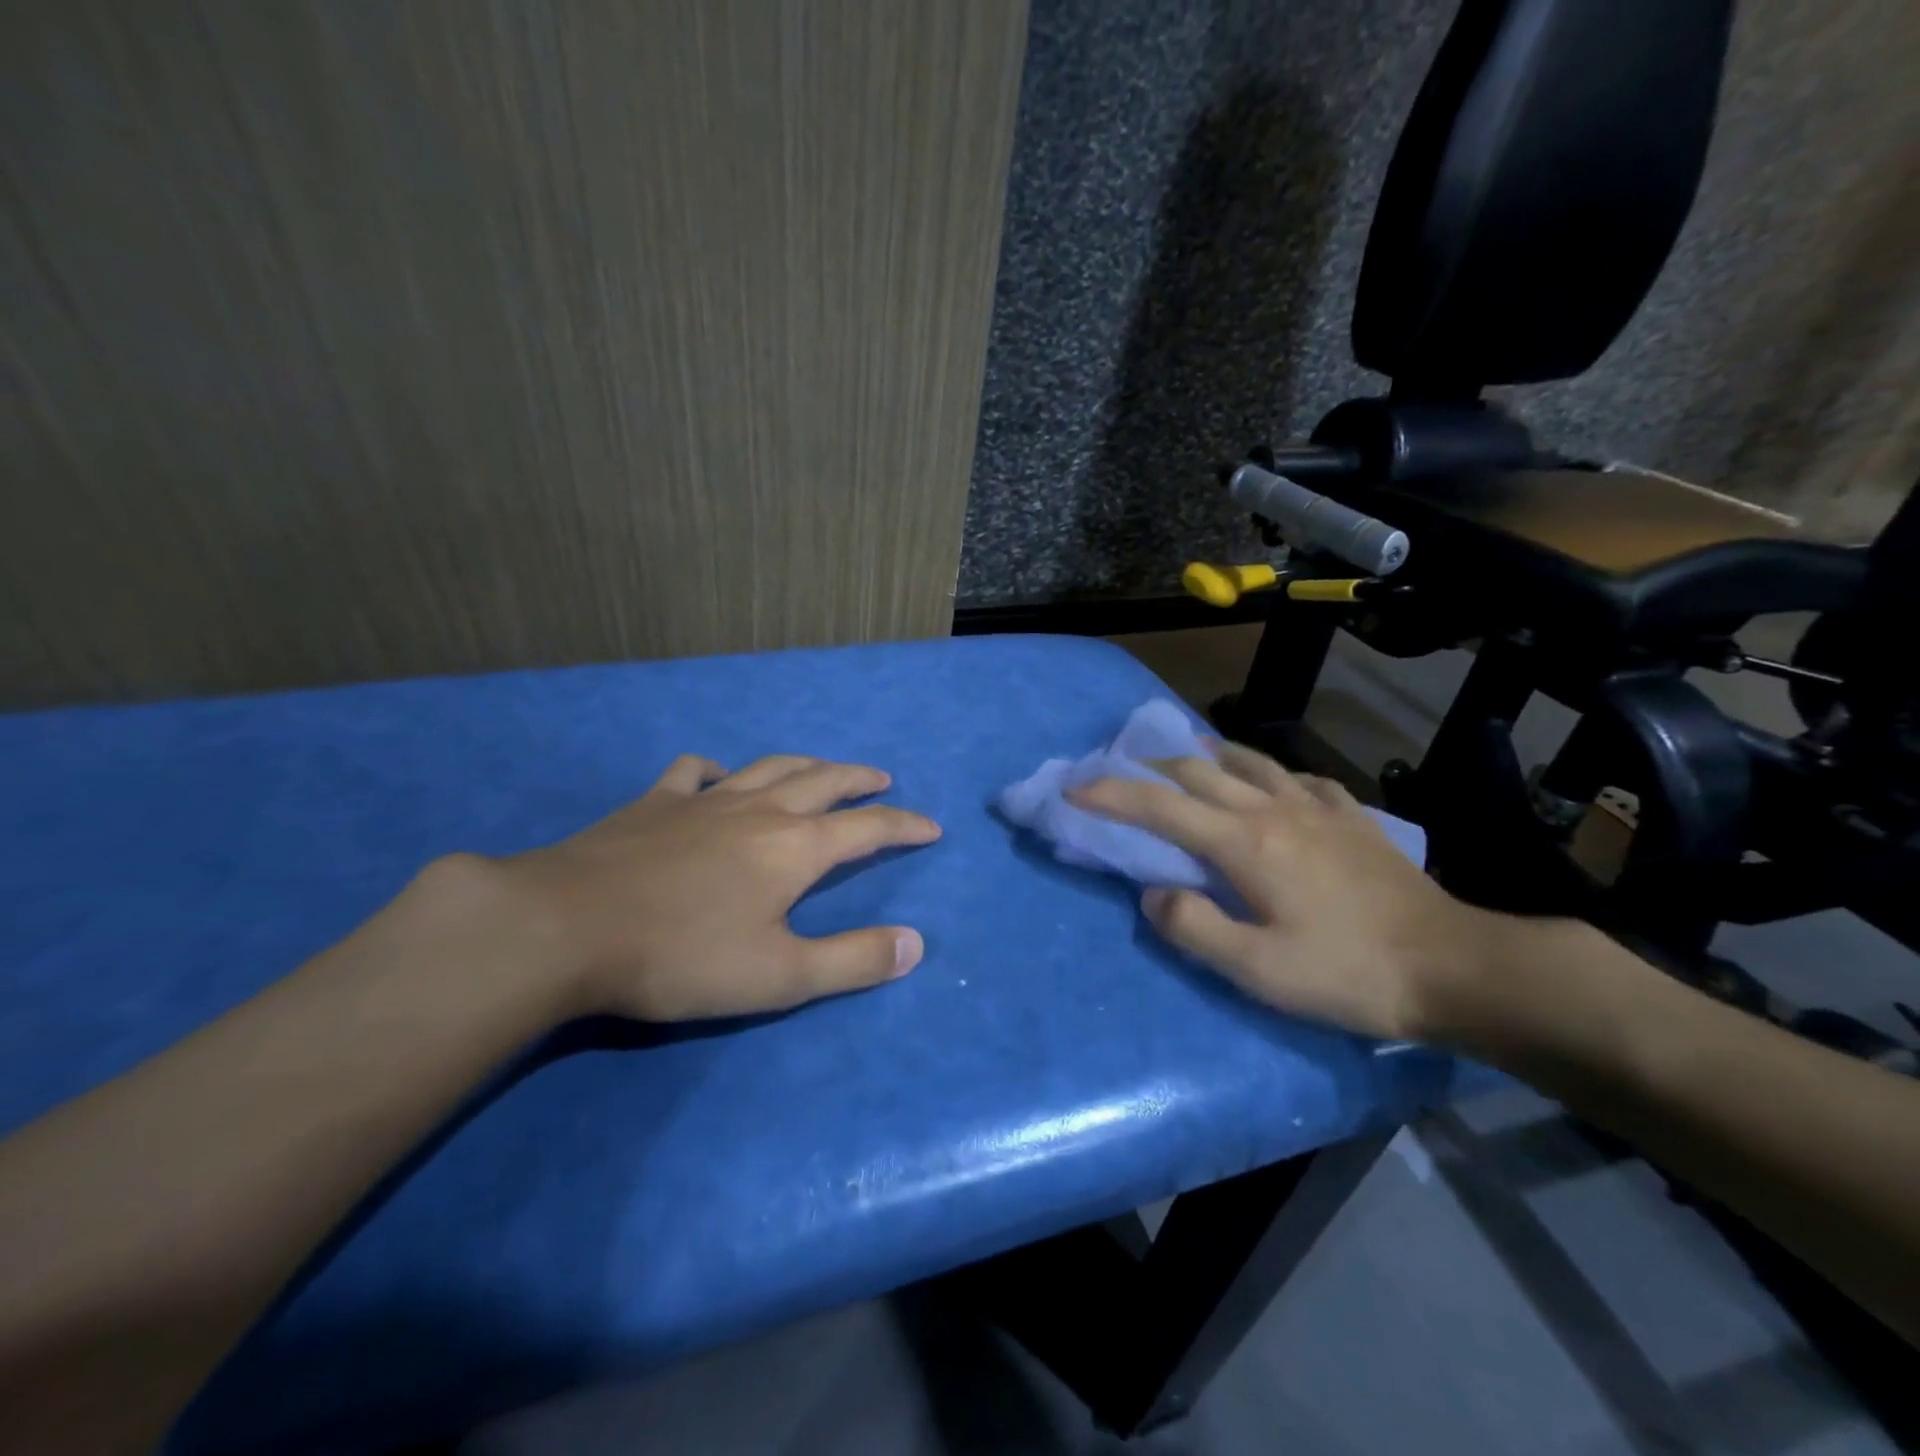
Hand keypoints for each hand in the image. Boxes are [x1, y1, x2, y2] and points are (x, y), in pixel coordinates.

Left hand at [478, 754, 940, 1020]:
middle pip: (823, 781)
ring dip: (805, 765)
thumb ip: (852, 960)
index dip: (905, 826)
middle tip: (882, 781)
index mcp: (795, 848)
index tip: (931, 827)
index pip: (868, 828)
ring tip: (822, 769)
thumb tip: (915, 944)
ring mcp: (704, 800)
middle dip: (859, 781)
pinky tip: (716, 775)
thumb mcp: (780, 976)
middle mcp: (759, 810)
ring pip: (769, 767)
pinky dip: (716, 770)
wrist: (565, 926)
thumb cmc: (681, 956)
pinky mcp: (654, 803)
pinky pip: (694, 772)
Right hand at [1069, 743, 1502, 1040]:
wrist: (1452, 967)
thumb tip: (1152, 894)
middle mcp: (1272, 809)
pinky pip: (1296, 777)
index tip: (1073, 790)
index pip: (1159, 806)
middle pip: (1197, 771)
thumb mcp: (1257, 971)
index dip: (1110, 794)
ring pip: (1247, 761)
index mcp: (1243, 842)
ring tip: (1183, 757)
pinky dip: (1266, 771)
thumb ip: (1193, 928)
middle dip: (1149, 768)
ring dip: (1204, 755)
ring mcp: (1315, 807)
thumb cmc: (1347, 972)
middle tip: (1119, 772)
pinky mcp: (1350, 816)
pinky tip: (1270, 782)